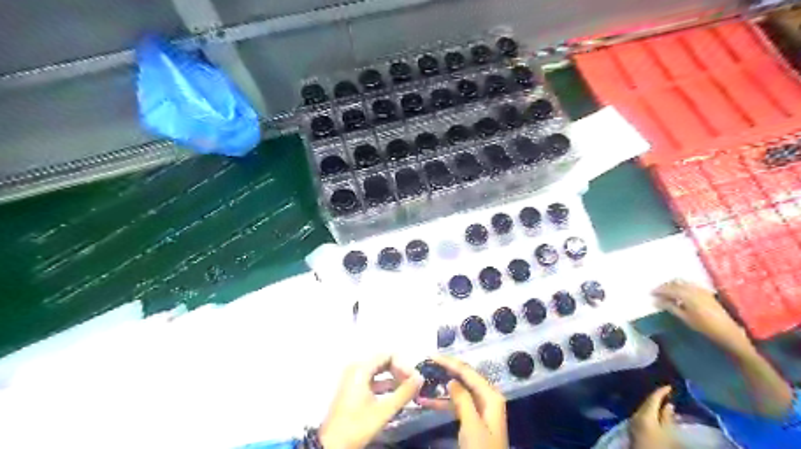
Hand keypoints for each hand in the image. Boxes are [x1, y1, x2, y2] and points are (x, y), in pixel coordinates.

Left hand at [318, 354, 421, 448]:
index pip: (389, 355)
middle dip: (400, 372)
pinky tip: (396, 397)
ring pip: (379, 372)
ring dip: (394, 380)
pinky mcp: (353, 389)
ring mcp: (353, 378)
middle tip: (413, 386)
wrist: (331, 445)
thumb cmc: (357, 425)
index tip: (414, 380)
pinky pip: (373, 380)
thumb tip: (421, 378)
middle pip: (384, 361)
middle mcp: (356, 368)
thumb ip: (404, 393)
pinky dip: (385, 386)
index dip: (404, 365)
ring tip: (408, 392)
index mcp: (361, 368)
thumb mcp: (383, 411)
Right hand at [416, 355, 508, 448]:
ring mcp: (480, 408)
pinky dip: (443, 402)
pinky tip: (427, 402)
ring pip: (458, 391)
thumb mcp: (472, 424)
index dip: (450, 362)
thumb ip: (462, 399)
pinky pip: (457, 404)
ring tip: (423, 381)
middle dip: (446, 371)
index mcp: (490, 395)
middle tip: (427, 364)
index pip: (468, 372)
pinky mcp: (473, 419)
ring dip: (441, 388)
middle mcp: (487, 397)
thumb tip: (451, 380)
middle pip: (464, 378)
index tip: (432, 356)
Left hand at [633, 386, 674, 447]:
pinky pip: (642, 415)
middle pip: (647, 402)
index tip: (670, 386)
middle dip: (657, 397)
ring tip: (666, 404)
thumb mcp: (668, 433)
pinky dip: (650, 412)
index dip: (661, 391)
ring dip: (654, 405)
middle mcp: (635, 414)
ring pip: (644, 408)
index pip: (652, 397)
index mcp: (644, 413)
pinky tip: (658, 415)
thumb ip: (667, 418)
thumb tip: (669, 405)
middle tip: (669, 394)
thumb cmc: (659, 446)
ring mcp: (632, 421)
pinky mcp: (633, 428)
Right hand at [650, 279, 751, 351]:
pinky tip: (680, 294)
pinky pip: (690, 285)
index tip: (650, 293)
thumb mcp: (684, 317)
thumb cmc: (704, 326)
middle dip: (665, 286)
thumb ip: (669, 307)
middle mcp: (694, 289)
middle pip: (675, 283)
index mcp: (687, 294)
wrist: (728, 331)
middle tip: (657, 292)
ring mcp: (701, 290)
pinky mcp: (706, 293)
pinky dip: (682, 286)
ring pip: (683, 282)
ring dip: (673, 285)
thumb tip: (655, 301)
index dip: (658, 290)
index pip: (668, 289)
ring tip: (667, 293)